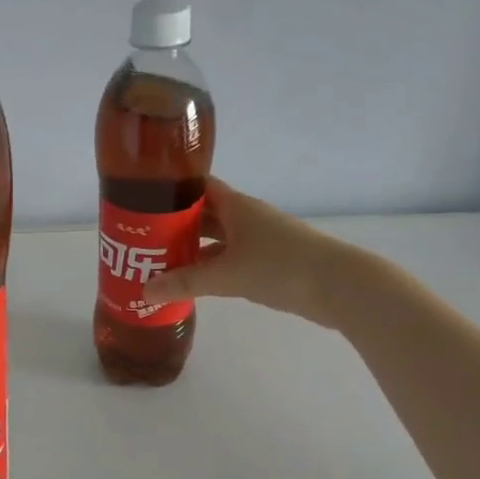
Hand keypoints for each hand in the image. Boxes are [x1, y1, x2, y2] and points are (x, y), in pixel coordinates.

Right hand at [145, 177, 343, 321]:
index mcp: (236, 205)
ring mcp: (259, 239)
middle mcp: (246, 217)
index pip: (197, 186)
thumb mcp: (226, 276)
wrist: (338, 286)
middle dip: (175, 225)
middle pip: (204, 214)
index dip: (171, 190)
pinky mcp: (268, 262)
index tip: (142, 200)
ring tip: (159, 261)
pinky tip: (194, 281)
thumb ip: (184, 283)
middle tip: (141, 238)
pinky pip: (230, 258)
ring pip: (217, 238)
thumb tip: (144, 292)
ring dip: (192, 249)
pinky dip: (211, 266)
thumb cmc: (279, 267)